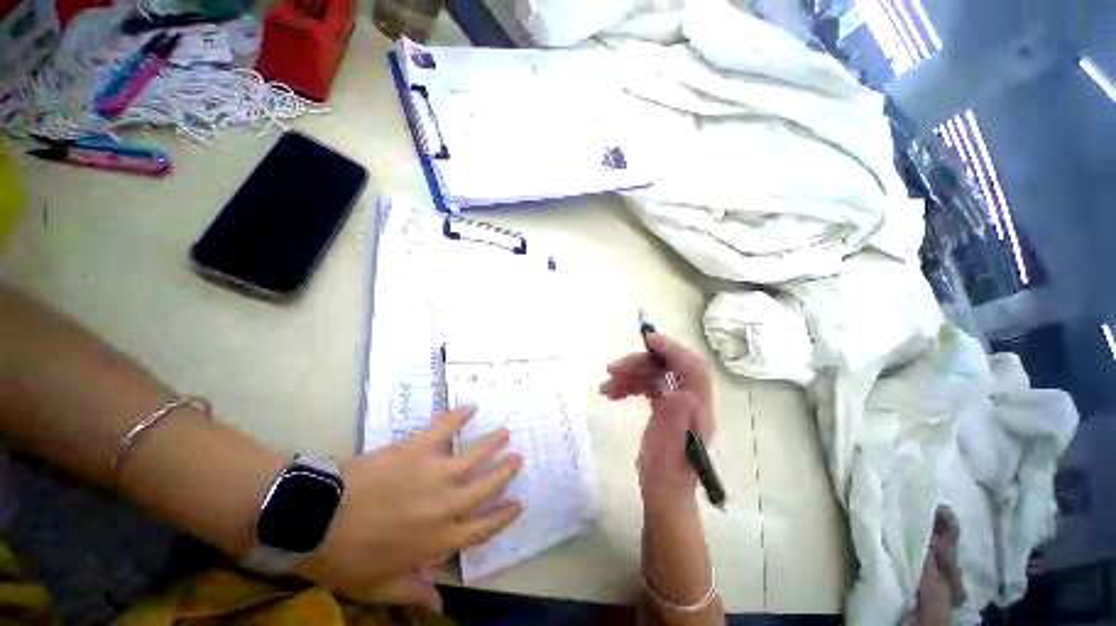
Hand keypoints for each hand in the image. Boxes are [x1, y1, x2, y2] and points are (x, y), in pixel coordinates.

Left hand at [296, 407, 522, 610]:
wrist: (318, 519)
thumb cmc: (348, 557)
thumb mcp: (379, 585)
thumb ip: (413, 591)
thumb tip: (439, 603)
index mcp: (438, 539)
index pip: (482, 529)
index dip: (503, 516)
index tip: (518, 504)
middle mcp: (446, 505)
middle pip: (486, 487)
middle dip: (505, 473)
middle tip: (518, 458)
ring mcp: (435, 473)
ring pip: (475, 456)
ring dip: (492, 443)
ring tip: (504, 433)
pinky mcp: (420, 448)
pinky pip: (445, 428)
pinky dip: (458, 416)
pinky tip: (469, 407)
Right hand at [600, 334, 713, 495]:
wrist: (662, 491)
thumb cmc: (665, 473)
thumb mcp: (668, 448)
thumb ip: (675, 418)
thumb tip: (682, 391)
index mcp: (697, 407)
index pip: (692, 368)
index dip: (673, 349)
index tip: (648, 340)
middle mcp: (690, 400)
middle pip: (667, 367)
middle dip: (639, 364)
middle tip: (612, 369)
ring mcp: (677, 402)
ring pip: (654, 375)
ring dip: (629, 375)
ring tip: (606, 387)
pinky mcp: (665, 405)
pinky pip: (648, 385)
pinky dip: (630, 385)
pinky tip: (613, 392)